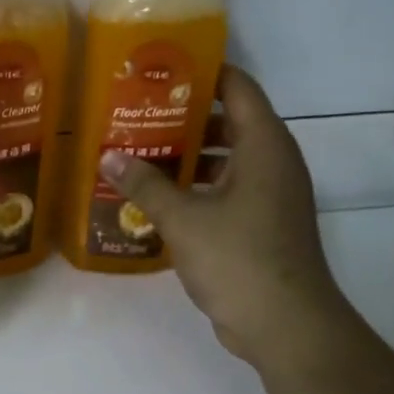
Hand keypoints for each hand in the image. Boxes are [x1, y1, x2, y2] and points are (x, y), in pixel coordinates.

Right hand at [100, 65, 351, 367]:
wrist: (286, 324)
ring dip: (188, 156)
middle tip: (137, 113)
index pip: (236, 87)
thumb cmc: (239, 259)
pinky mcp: (262, 225)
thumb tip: (108, 156)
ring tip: (139, 152)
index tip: (160, 69)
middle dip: (184, 117)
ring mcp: (270, 196)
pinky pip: (227, 191)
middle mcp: (273, 162)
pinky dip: (197, 189)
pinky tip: (157, 198)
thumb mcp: (184, 219)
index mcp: (264, 146)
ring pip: (226, 160)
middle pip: (229, 122)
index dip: (202, 72)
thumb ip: (145, 185)